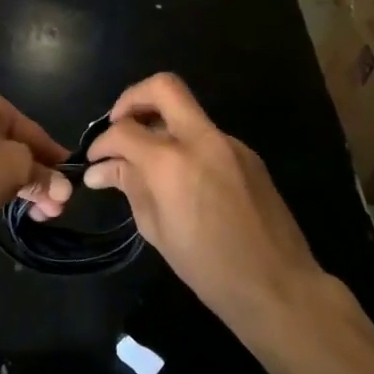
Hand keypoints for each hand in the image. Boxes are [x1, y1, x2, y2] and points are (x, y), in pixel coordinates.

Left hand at [0, 78, 72, 231]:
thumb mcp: (15, 171)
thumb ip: (42, 177)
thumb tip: (62, 190)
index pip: (30, 129)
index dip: (53, 158)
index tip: (69, 182)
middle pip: (8, 144)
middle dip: (33, 178)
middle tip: (50, 210)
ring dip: (11, 185)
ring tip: (29, 213)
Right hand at [85, 73, 318, 325]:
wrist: (278, 286)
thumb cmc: (208, 267)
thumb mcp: (156, 229)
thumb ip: (129, 186)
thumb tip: (101, 169)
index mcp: (172, 162)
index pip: (124, 130)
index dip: (102, 142)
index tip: (95, 160)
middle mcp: (202, 139)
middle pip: (163, 87)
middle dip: (133, 98)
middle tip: (120, 124)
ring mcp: (229, 143)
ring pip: (187, 111)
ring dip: (161, 124)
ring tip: (147, 158)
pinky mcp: (247, 154)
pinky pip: (207, 136)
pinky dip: (185, 145)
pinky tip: (182, 177)